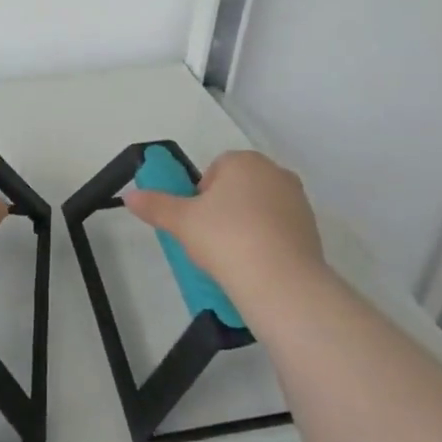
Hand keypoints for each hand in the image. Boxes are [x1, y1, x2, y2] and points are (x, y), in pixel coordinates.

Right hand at [123, 150, 326, 303]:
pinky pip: (279, 230)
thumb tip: (129, 196)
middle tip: (210, 239)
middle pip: (239, 187)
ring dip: (246, 225)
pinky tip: (255, 265)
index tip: (196, 222)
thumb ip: (155, 205)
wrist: (281, 280)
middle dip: (224, 209)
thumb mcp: (181, 222)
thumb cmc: (225, 238)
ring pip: (260, 208)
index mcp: (244, 161)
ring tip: (233, 256)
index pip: (215, 169)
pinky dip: (267, 242)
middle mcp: (275, 173)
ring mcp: (298, 201)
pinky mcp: (312, 229)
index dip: (201, 195)